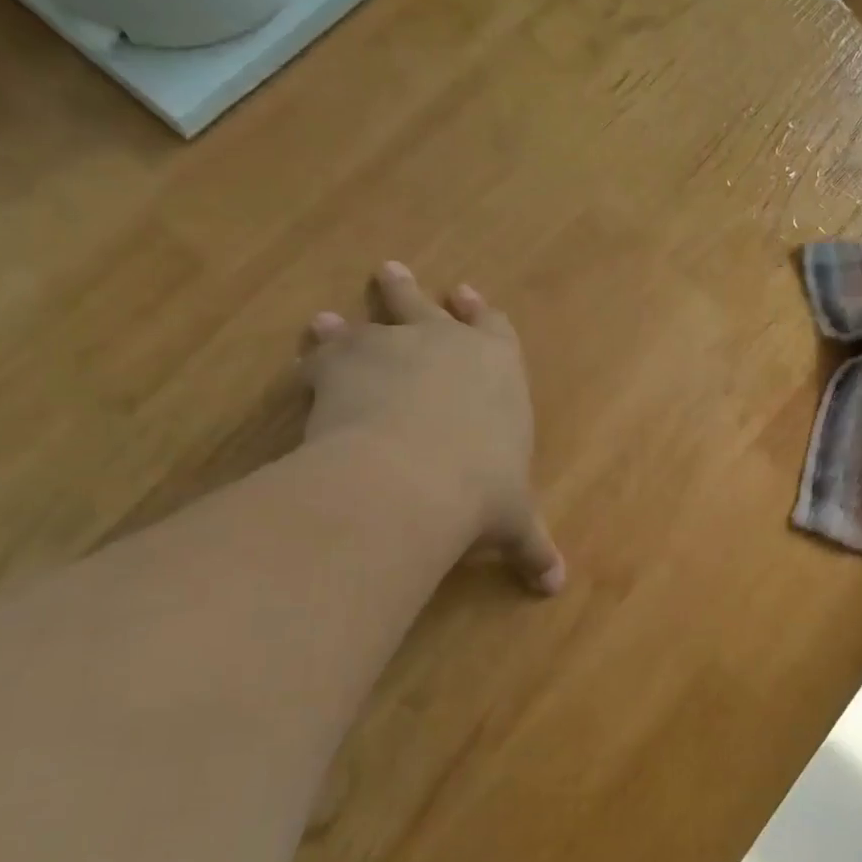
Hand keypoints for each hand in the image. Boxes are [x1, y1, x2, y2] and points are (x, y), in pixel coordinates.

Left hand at [301, 262, 564, 593]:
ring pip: (372, 318)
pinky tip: (306, 359)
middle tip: (393, 275)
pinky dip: (316, 353)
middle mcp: (448, 343)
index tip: (468, 298)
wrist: (412, 479)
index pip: (495, 329)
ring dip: (355, 319)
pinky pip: (325, 349)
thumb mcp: (513, 522)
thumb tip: (555, 587)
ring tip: (332, 320)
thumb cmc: (482, 492)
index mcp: (499, 367)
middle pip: (427, 306)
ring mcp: (393, 344)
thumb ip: (532, 546)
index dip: (482, 315)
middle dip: (410, 293)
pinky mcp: (343, 360)